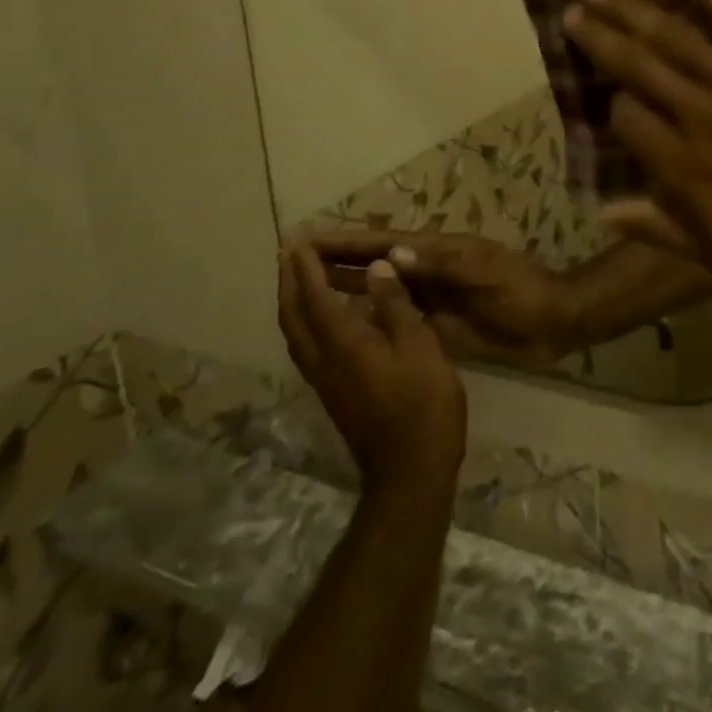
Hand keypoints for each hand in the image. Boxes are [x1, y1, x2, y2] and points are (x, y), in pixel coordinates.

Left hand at [278, 245, 466, 499]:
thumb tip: (376, 267)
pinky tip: (323, 318)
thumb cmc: (423, 402)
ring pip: (296, 334)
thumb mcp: (419, 346)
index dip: (306, 268)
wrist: (411, 470)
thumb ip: (395, 305)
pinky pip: (307, 347)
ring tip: (297, 277)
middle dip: (289, 282)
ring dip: (292, 301)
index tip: (298, 241)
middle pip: (294, 316)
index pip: (315, 298)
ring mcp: (326, 381)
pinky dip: (305, 322)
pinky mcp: (335, 393)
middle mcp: (324, 360)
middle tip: (288, 253)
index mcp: (344, 344)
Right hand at [310, 230, 580, 368]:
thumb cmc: (520, 291)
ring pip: (378, 289)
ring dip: (345, 287)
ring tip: (303, 291)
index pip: (380, 244)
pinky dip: (367, 317)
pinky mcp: (436, 323)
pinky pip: (393, 316)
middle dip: (333, 261)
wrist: (552, 321)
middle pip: (372, 264)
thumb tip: (393, 253)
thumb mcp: (485, 271)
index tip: (301, 240)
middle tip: (288, 264)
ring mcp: (430, 297)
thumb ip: (442, 263)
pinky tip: (343, 328)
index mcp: (436, 252)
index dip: (342, 242)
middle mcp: (426, 271)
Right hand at [562, 0, 711, 289]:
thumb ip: (662, 231)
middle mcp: (704, 115)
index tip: (613, 103)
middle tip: (572, 9)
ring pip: (679, 38)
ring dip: (638, 11)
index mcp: (685, 167)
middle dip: (601, 37)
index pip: (627, 119)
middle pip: (639, 66)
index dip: (613, 108)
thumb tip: (605, 212)